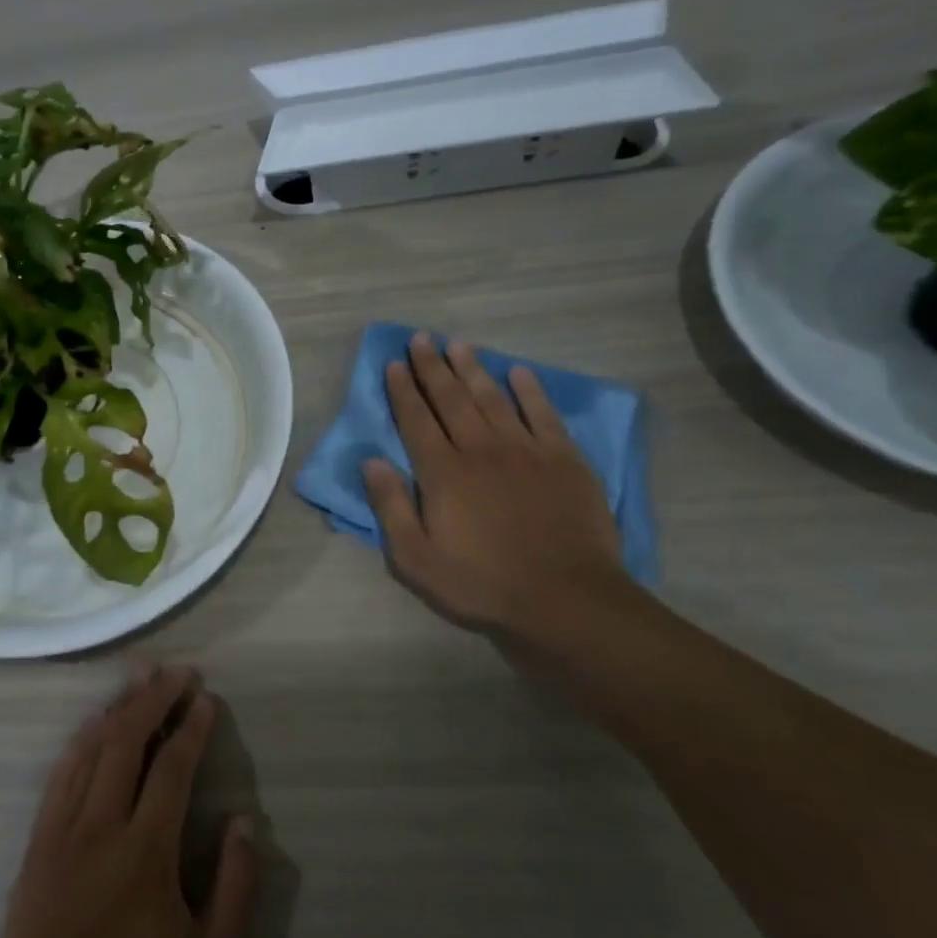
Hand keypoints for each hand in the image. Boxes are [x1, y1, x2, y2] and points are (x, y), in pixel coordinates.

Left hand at [0, 664, 257, 937]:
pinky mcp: (37, 843)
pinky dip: (80, 741)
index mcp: (145, 851)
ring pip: (89, 749)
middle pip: (126, 742)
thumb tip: (245, 820)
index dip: (190, 727)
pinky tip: (93, 722)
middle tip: (175, 670)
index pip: (171, 768)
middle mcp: (100, 826)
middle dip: (154, 699)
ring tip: (138, 676)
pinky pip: (58, 775)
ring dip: (116, 707)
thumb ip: (235, 887)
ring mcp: (62, 831)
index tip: (204, 697)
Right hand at [364, 332, 627, 633]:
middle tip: (421, 338)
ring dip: (473, 369)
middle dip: (432, 367)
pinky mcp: (564, 459)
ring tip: (458, 344)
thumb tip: (371, 461)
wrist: (565, 599)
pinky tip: (519, 373)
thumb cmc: (481, 583)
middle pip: (451, 399)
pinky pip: (543, 414)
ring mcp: (525, 451)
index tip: (394, 363)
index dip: (403, 390)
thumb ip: (390, 507)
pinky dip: (530, 391)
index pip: (416, 420)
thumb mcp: (415, 559)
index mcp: (442, 472)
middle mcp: (480, 449)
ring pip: (493, 398)